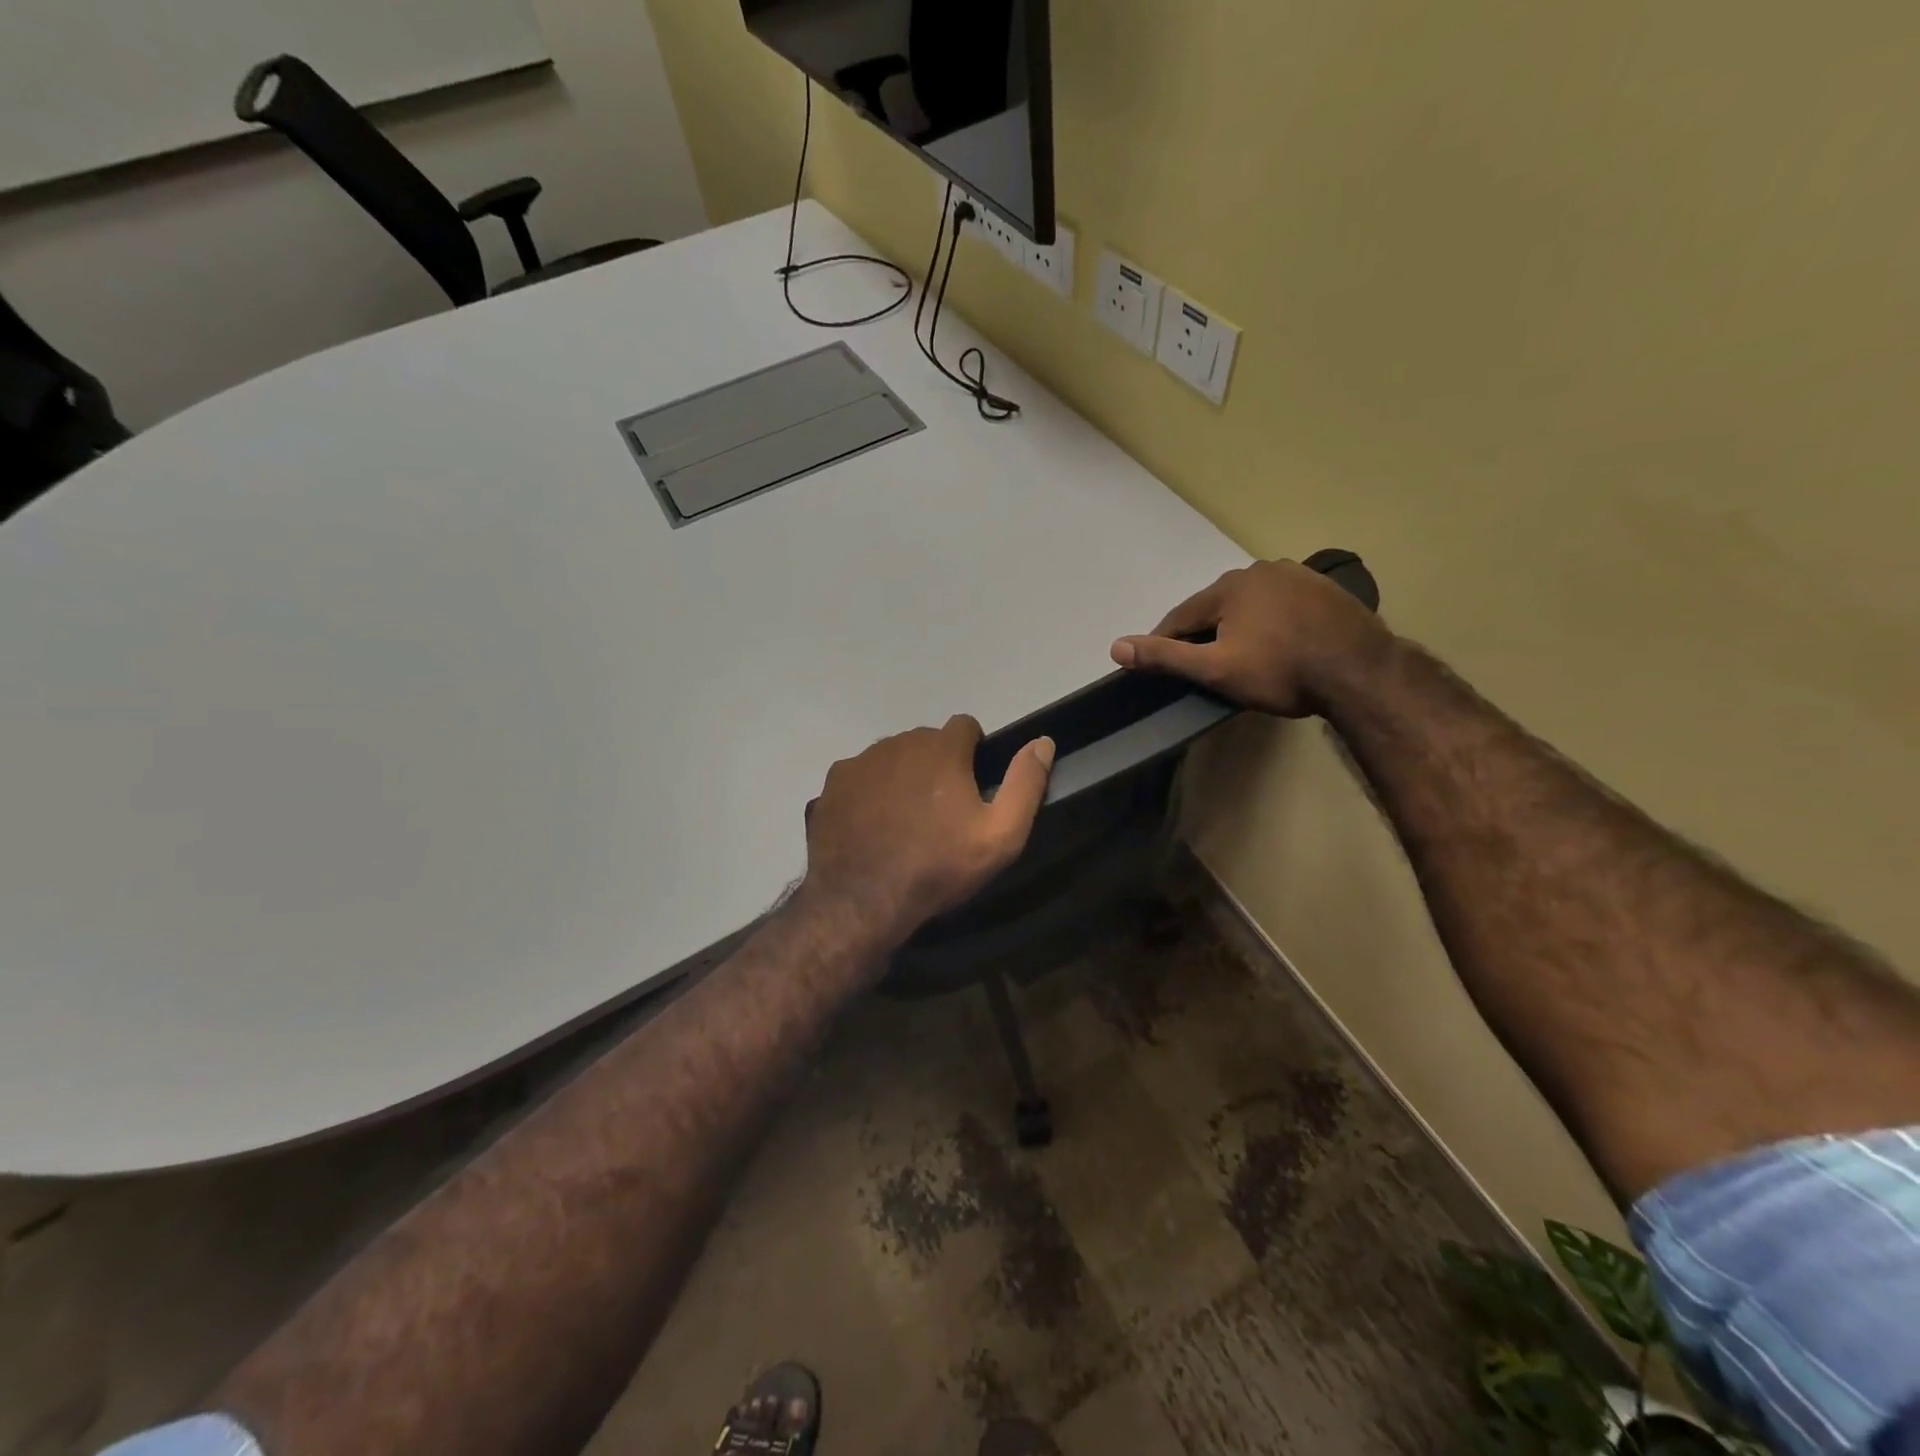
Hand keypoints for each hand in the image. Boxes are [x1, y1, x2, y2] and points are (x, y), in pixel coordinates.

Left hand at [799, 716, 1054, 952]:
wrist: (862, 899)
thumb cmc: (938, 866)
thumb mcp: (1001, 835)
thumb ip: (1026, 783)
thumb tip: (1043, 742)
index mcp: (941, 749)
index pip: (965, 725)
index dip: (974, 751)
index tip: (972, 785)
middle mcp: (899, 743)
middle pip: (926, 741)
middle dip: (937, 764)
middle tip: (939, 810)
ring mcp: (861, 762)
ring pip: (891, 757)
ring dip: (902, 776)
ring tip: (904, 820)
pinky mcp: (833, 784)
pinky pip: (860, 776)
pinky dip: (869, 791)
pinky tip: (871, 825)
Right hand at [1110, 559, 1391, 717]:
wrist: (1360, 673)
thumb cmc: (1280, 671)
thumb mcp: (1215, 669)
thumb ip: (1165, 656)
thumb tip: (1115, 646)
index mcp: (1229, 586)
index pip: (1182, 616)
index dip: (1167, 641)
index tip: (1159, 664)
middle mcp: (1261, 570)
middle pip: (1218, 606)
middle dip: (1206, 632)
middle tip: (1205, 665)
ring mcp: (1298, 576)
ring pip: (1252, 604)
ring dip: (1240, 625)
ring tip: (1243, 656)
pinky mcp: (1327, 590)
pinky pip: (1284, 605)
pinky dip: (1273, 622)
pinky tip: (1280, 643)